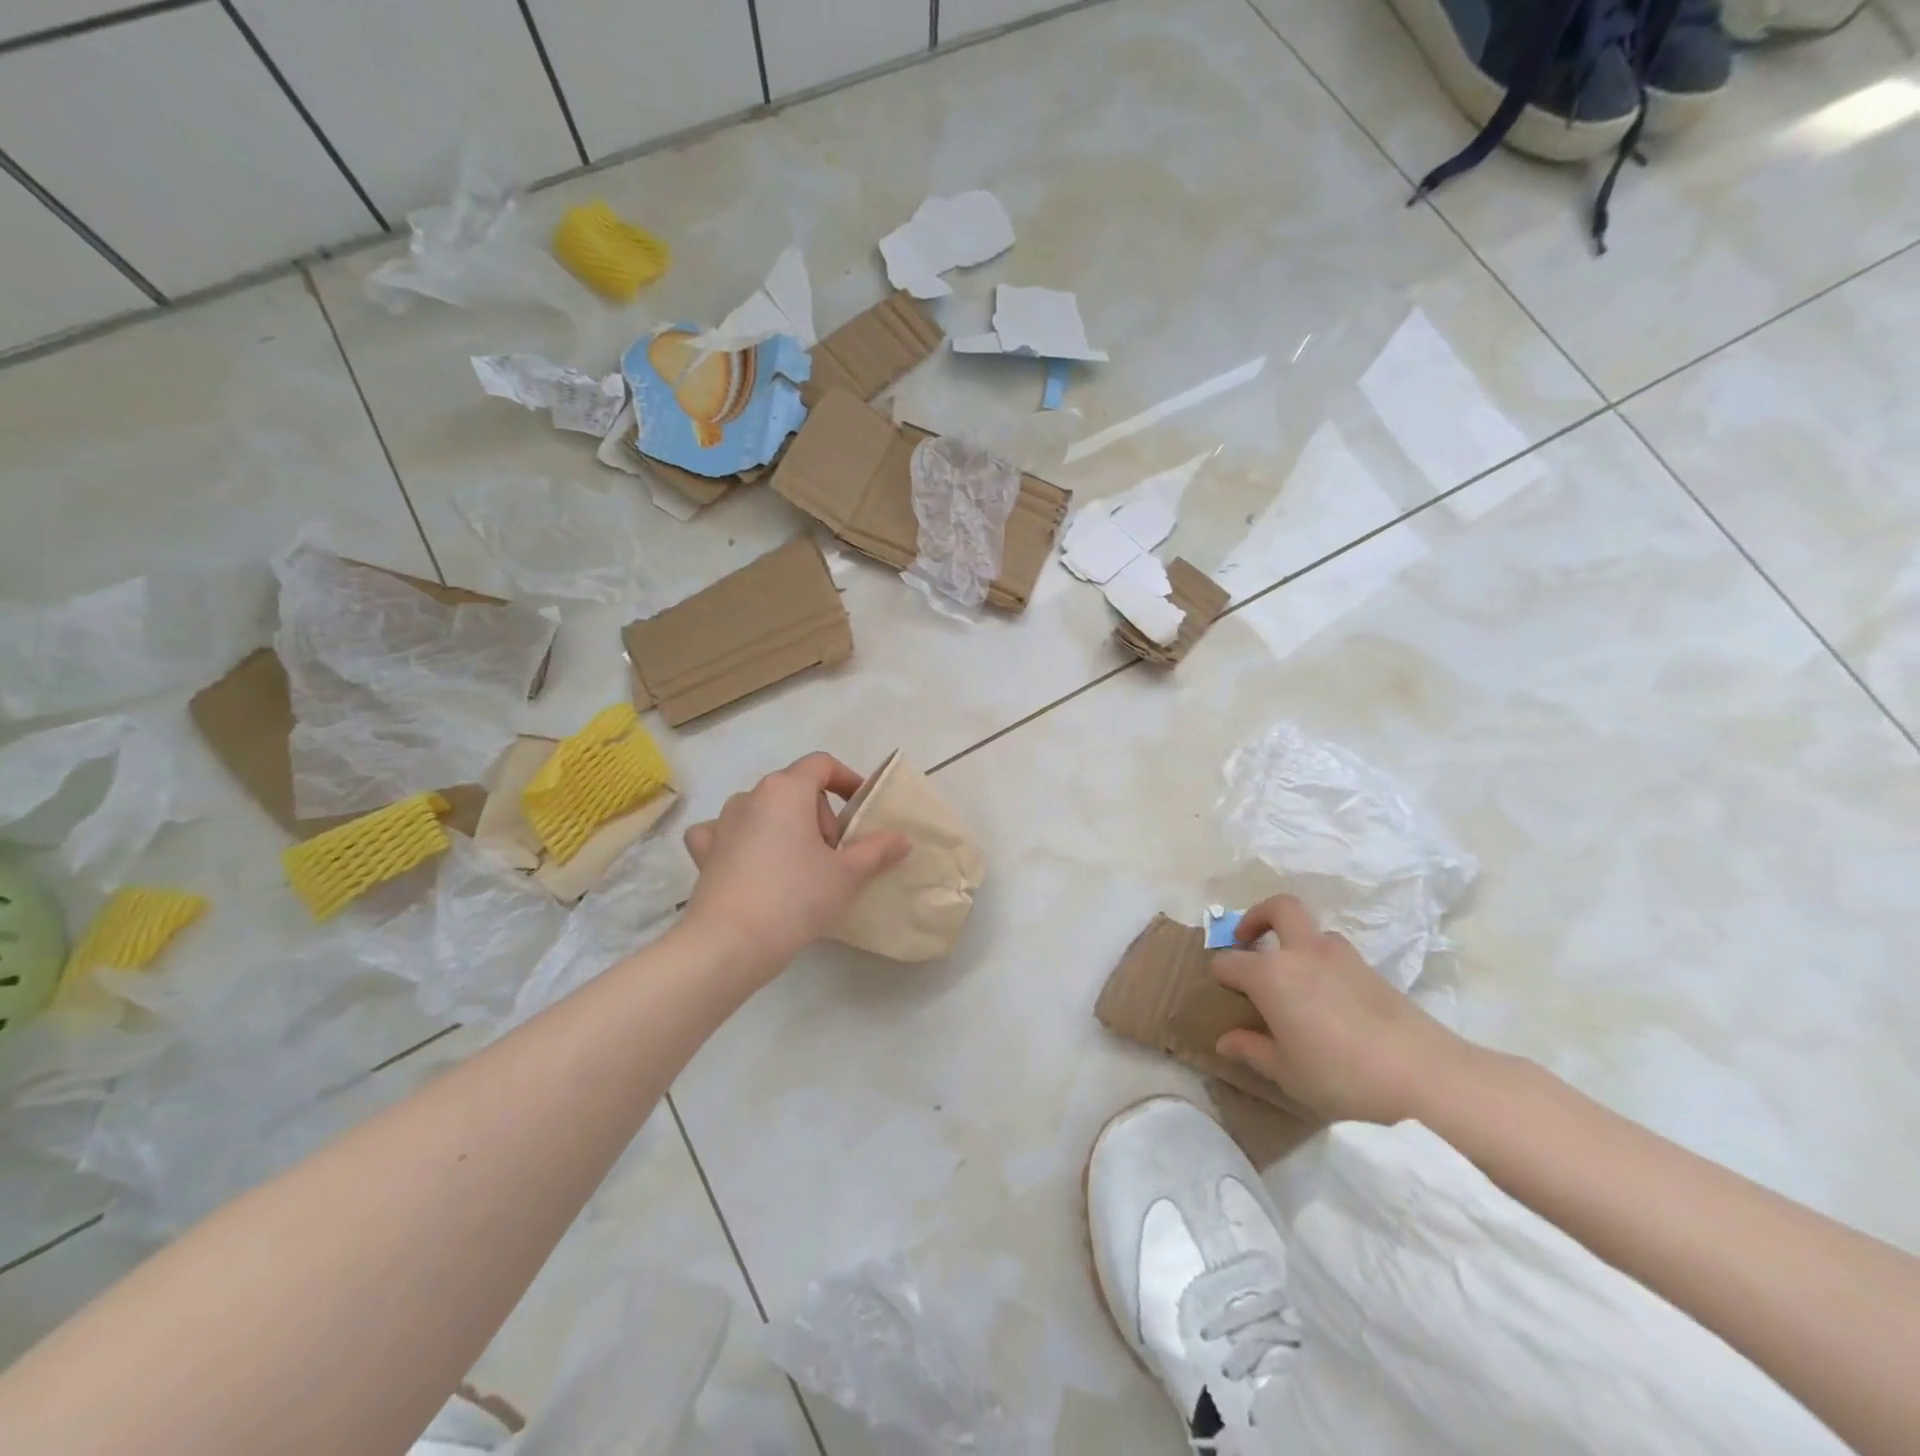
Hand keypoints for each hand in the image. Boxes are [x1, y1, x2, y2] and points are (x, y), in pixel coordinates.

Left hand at [682, 753, 910, 974]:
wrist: (729, 943)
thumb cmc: (796, 897)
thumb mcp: (848, 874)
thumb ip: (878, 850)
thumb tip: (902, 838)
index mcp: (786, 789)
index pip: (822, 764)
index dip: (847, 780)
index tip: (861, 809)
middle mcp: (750, 796)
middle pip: (795, 789)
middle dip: (820, 815)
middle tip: (835, 855)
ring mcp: (722, 823)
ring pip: (763, 811)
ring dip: (785, 828)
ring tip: (799, 866)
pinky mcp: (704, 852)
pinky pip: (726, 833)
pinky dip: (742, 841)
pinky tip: (751, 864)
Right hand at [1210, 894, 1477, 1124]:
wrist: (1426, 1076)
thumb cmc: (1342, 1075)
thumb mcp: (1287, 1073)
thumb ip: (1252, 1051)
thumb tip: (1225, 1040)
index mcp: (1271, 975)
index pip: (1229, 961)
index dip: (1219, 975)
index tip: (1221, 993)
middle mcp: (1302, 953)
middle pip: (1278, 908)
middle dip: (1257, 918)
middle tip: (1249, 943)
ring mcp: (1341, 956)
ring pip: (1312, 931)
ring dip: (1296, 943)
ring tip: (1294, 980)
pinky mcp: (1372, 970)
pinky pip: (1336, 953)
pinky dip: (1323, 964)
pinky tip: (1328, 1001)